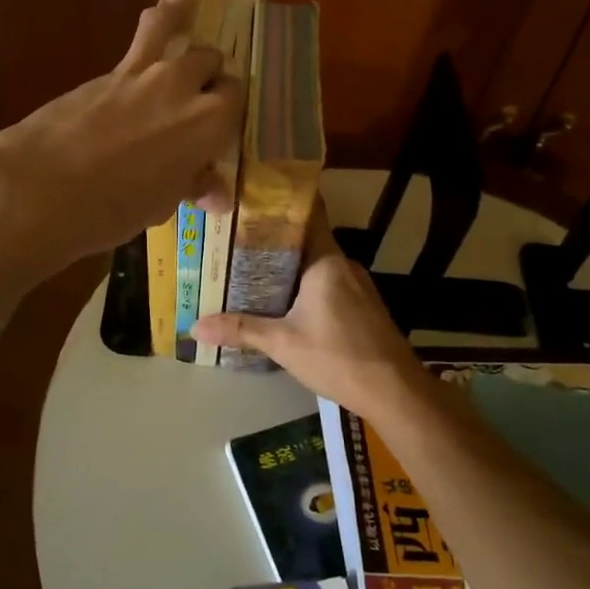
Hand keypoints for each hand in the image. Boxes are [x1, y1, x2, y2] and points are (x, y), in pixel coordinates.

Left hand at [0, 0, 244, 269]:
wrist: (43, 187)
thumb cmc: (112, 209)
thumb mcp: (161, 204)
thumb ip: (192, 186)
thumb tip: (217, 194)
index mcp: (209, 124)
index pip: (235, 100)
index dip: (228, 112)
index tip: (216, 129)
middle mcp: (184, 87)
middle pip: (211, 63)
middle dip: (210, 75)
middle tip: (197, 98)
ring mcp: (145, 72)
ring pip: (177, 31)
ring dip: (185, 24)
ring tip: (191, 5)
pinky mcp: (111, 69)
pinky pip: (145, 33)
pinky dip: (160, 18)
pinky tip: (165, 9)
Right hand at [191, 206, 431, 416]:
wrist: (394, 391)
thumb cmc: (338, 357)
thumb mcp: (283, 343)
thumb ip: (241, 329)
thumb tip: (195, 327)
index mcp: (326, 260)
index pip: (308, 214)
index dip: (281, 202)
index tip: (252, 197)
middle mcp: (343, 264)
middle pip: (306, 240)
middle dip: (273, 240)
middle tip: (235, 239)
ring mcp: (357, 284)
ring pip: (316, 264)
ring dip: (288, 266)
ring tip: (250, 268)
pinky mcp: (362, 305)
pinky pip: (328, 283)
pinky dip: (304, 285)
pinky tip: (283, 300)